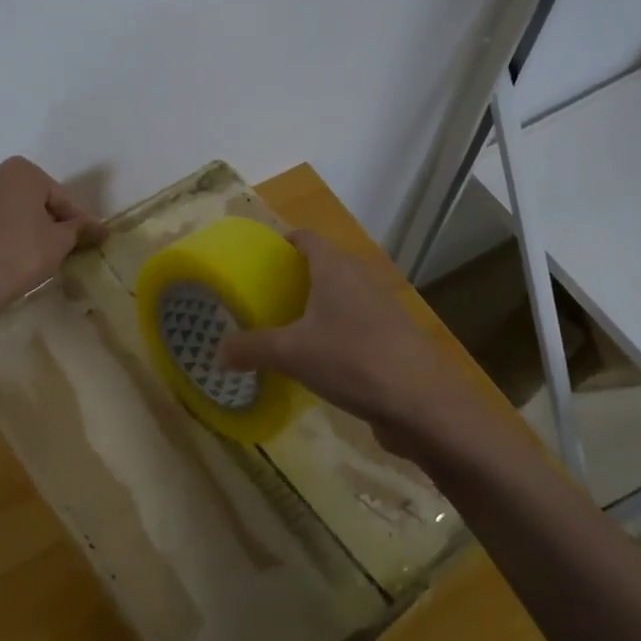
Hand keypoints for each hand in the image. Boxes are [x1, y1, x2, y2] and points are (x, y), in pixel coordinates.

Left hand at [0, 157, 107, 318]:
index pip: (61, 197)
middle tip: (72, 243)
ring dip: (32, 224)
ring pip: (15, 208)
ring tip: (48, 250)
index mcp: (22, 170)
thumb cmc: (23, 253)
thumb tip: (100, 228)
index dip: (79, 219)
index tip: (94, 236)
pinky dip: (12, 230)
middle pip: (36, 198)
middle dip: (54, 218)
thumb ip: (80, 228)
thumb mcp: (61, 241)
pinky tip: (22, 251)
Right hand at [216, 229, 459, 447]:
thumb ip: (251, 348)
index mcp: (336, 268)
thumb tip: (218, 352)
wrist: (422, 403)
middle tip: (262, 297)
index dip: (282, 242)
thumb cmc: (352, 360)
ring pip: (340, 296)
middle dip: (293, 277)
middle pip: (323, 265)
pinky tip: (316, 357)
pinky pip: (353, 323)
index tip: (257, 259)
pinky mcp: (391, 337)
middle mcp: (360, 279)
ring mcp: (380, 309)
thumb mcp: (291, 354)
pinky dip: (333, 331)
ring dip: (314, 306)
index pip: (306, 238)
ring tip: (283, 327)